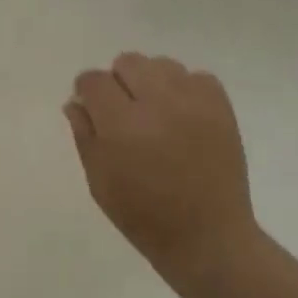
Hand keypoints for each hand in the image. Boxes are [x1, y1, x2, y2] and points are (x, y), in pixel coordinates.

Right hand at [65, 53, 258, 289]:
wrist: (206, 235)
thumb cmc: (141, 214)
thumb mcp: (99, 179)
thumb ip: (84, 134)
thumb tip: (76, 102)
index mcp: (121, 124)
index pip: (94, 80)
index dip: (86, 90)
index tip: (89, 106)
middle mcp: (158, 103)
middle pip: (128, 62)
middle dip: (117, 81)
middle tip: (121, 112)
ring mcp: (194, 102)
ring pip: (162, 64)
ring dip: (150, 81)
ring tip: (153, 112)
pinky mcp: (221, 108)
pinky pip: (196, 77)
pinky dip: (184, 89)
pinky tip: (180, 115)